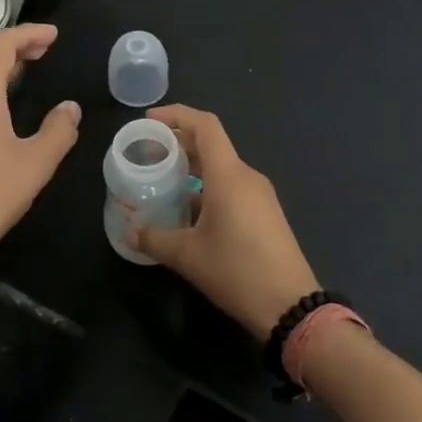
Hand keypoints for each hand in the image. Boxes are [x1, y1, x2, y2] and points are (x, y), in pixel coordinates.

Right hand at [128, 105, 320, 339]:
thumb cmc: (237, 271)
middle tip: (148, 152)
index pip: (204, 126)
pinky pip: (232, 187)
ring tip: (163, 180)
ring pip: (221, 168)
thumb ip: (154, 238)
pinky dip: (207, 187)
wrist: (290, 306)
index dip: (176, 115)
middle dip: (179, 142)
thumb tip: (131, 231)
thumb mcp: (187, 256)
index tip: (149, 121)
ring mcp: (260, 195)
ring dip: (192, 167)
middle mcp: (246, 176)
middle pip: (211, 144)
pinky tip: (188, 211)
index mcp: (228, 175)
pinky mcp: (265, 213)